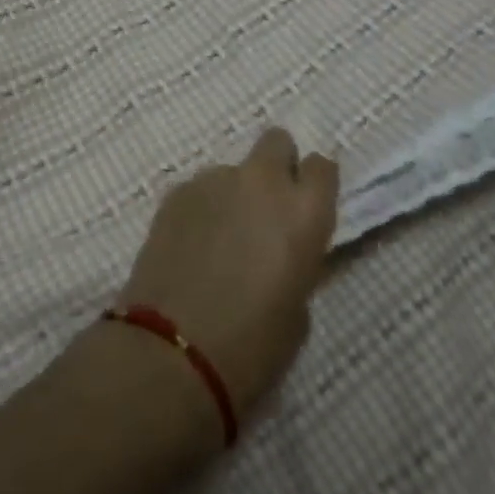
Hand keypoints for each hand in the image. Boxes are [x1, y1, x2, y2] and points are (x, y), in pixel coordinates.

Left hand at [114, 128, 337, 420]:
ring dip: (233, 194)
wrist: (173, 352)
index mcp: (303, 212)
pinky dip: (201, 209)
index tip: (306, 207)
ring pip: (232, 170)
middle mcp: (261, 182)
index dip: (314, 184)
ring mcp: (213, 180)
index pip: (322, 167)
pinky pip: (200, 189)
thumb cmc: (251, 347)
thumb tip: (278, 250)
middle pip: (276, 141)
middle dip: (276, 165)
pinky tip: (191, 247)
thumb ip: (295, 261)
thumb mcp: (297, 311)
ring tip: (219, 241)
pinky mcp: (175, 191)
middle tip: (265, 209)